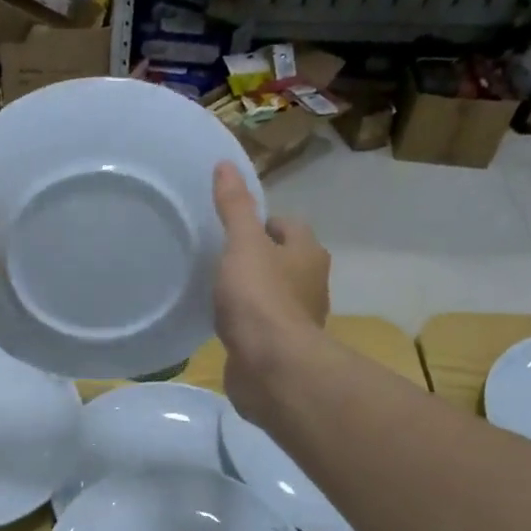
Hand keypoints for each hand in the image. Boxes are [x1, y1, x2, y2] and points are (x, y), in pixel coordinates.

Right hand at [211, 162, 328, 419]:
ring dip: (253, 292)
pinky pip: (262, 326)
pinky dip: (248, 322)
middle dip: (258, 258)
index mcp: (308, 253)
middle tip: (221, 258)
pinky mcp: (281, 348)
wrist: (271, 367)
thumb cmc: (260, 298)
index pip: (288, 226)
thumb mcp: (242, 244)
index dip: (262, 223)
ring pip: (274, 294)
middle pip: (284, 260)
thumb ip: (234, 207)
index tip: (232, 230)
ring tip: (219, 290)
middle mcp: (311, 283)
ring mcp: (298, 319)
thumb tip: (225, 163)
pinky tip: (224, 324)